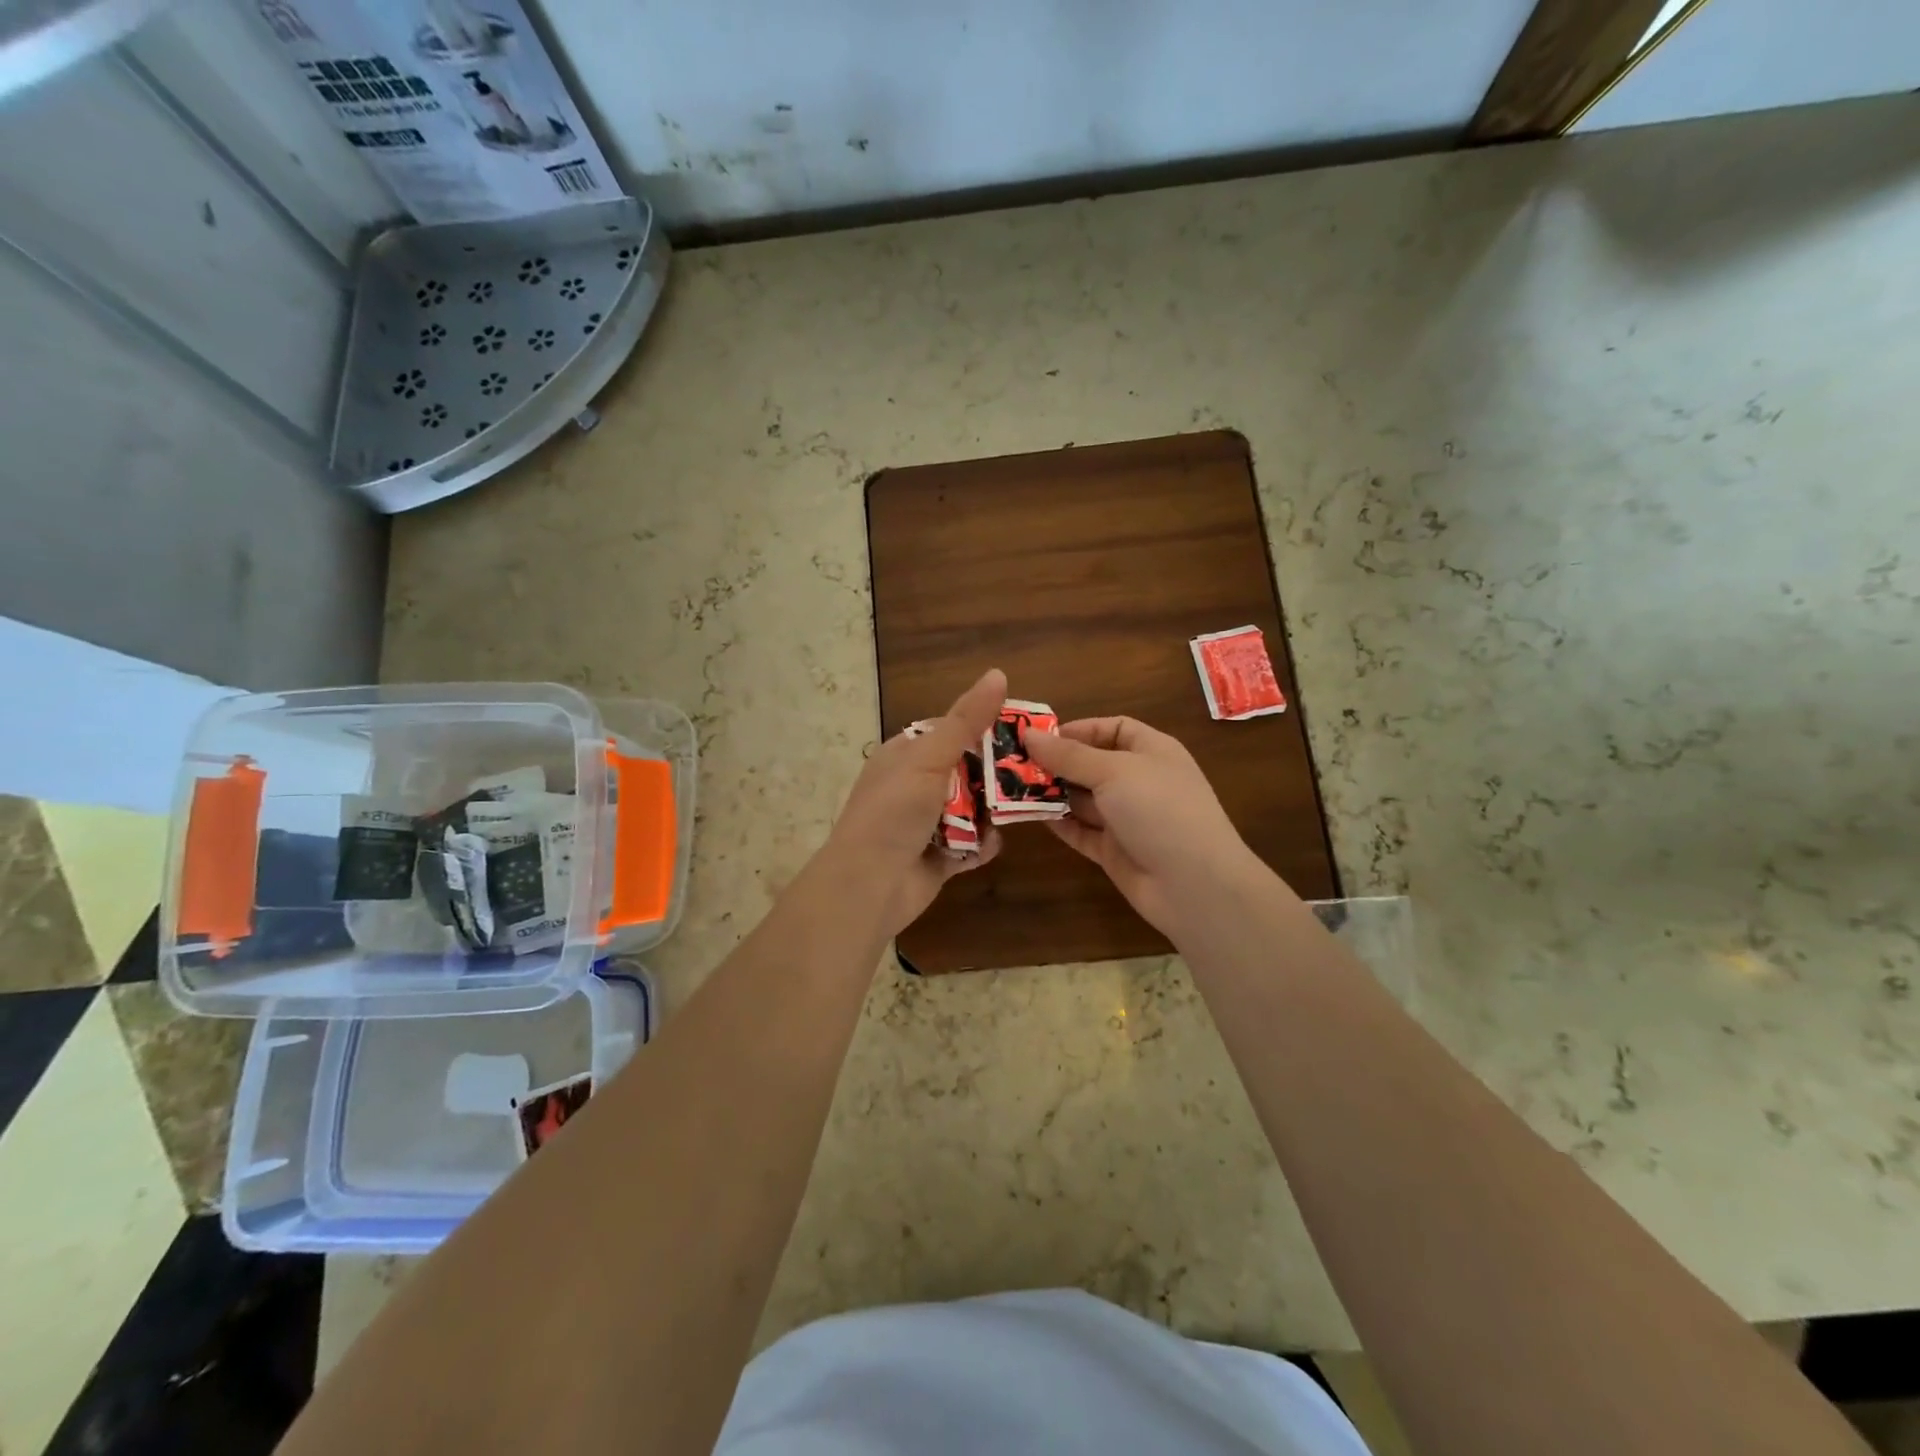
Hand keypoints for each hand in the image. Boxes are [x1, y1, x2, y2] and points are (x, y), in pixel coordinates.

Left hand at [826, 668, 1005, 936]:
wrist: (868, 886)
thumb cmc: (894, 812)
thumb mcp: (930, 758)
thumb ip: (966, 720)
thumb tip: (998, 673)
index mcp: (905, 755)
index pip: (950, 731)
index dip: (983, 728)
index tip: (1021, 729)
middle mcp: (914, 786)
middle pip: (967, 771)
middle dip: (995, 775)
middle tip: (1031, 772)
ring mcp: (926, 823)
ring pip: (972, 809)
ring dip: (990, 812)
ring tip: (1016, 809)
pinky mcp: (939, 858)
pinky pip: (970, 845)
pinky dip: (981, 845)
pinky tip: (988, 845)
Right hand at [1026, 716, 1261, 936]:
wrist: (1194, 884)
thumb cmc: (1159, 809)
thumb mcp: (1114, 771)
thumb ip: (1069, 755)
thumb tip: (1029, 734)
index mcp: (1152, 751)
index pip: (1113, 729)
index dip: (1078, 729)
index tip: (1040, 737)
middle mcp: (1140, 781)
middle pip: (1092, 764)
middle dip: (1056, 763)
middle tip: (1012, 763)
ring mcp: (1127, 818)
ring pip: (1083, 799)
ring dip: (1051, 793)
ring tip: (1011, 788)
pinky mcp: (1114, 851)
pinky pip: (1081, 831)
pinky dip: (1058, 823)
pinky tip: (1030, 816)